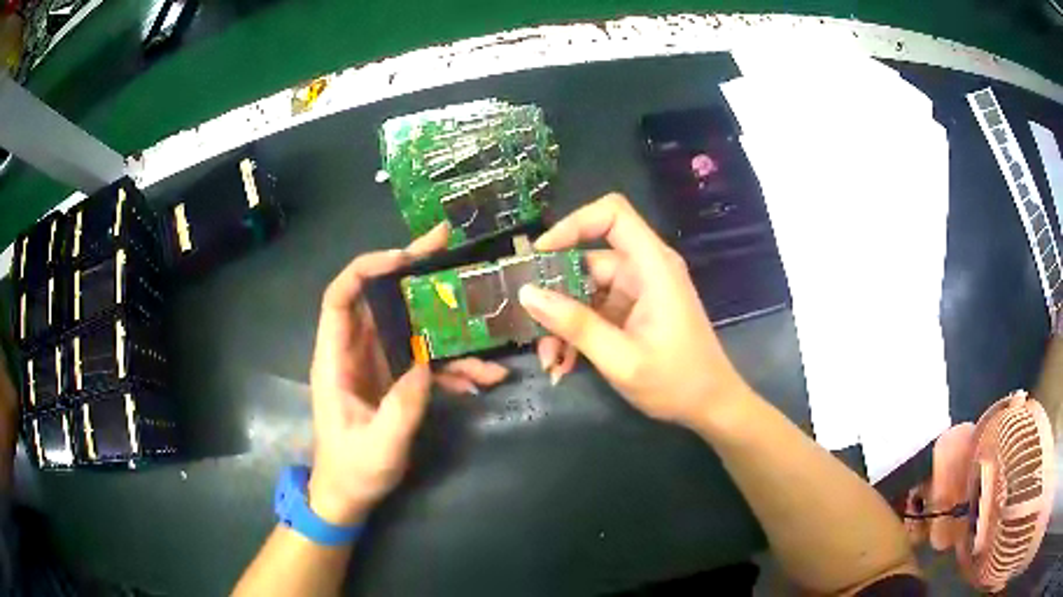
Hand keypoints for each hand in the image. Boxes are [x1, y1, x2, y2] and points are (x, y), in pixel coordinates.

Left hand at [307, 224, 507, 525]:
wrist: (349, 496)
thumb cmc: (352, 472)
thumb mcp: (378, 447)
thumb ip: (402, 407)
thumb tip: (426, 363)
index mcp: (335, 361)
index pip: (340, 298)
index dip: (365, 270)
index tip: (404, 258)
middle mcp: (355, 353)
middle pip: (379, 299)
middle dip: (412, 273)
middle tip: (447, 247)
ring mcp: (378, 364)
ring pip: (408, 325)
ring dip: (443, 317)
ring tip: (483, 310)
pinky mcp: (396, 379)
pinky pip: (425, 360)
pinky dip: (454, 365)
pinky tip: (485, 378)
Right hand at [519, 194, 753, 428]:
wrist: (710, 406)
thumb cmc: (676, 382)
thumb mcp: (621, 358)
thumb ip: (576, 325)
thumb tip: (527, 293)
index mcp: (652, 267)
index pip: (613, 214)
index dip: (573, 224)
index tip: (540, 255)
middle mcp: (644, 270)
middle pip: (588, 259)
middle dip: (556, 295)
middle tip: (533, 330)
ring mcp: (638, 291)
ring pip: (584, 290)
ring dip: (563, 322)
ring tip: (550, 360)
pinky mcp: (633, 311)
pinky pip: (594, 310)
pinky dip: (577, 332)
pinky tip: (565, 363)